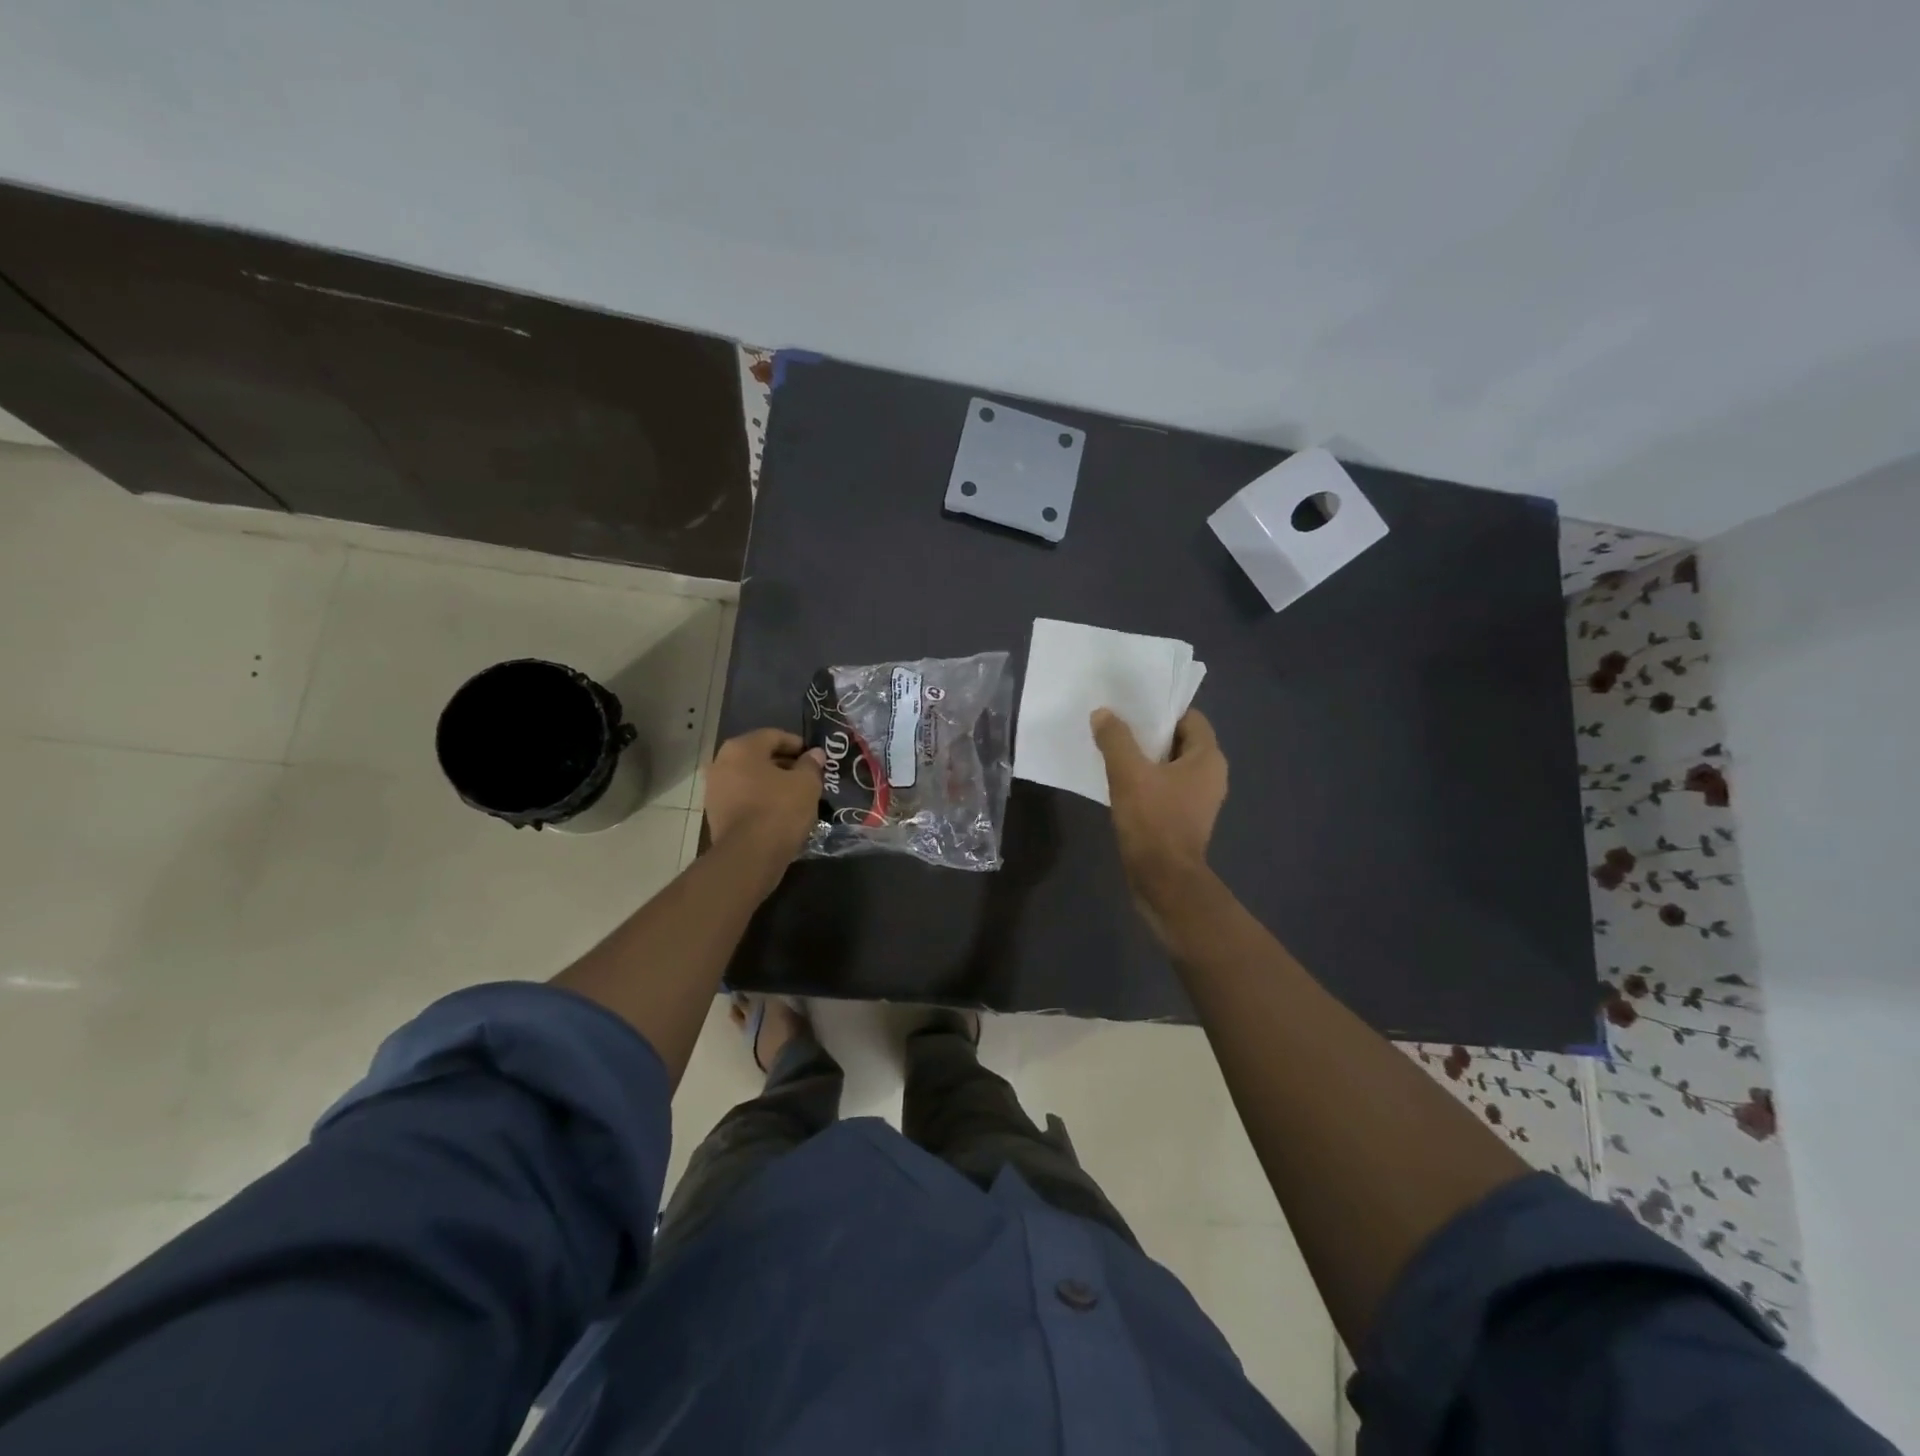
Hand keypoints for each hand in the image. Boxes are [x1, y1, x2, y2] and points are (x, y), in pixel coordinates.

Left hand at [704, 729, 825, 870]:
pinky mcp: (715, 814)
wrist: (748, 856)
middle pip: (759, 756)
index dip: (797, 744)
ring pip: (750, 778)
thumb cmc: (779, 809)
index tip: (815, 758)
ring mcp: (714, 789)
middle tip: (807, 776)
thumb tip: (814, 754)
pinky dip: (760, 800)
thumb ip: (811, 764)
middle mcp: (721, 762)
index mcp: (741, 747)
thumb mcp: (806, 784)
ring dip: (771, 783)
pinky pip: (743, 798)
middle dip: (784, 764)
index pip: (774, 736)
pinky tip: (779, 812)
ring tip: (795, 796)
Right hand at [1091, 708, 1228, 922]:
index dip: (1162, 710)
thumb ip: (1115, 739)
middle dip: (1149, 733)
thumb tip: (1103, 713)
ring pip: (1170, 765)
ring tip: (1112, 749)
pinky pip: (1165, 787)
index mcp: (1208, 758)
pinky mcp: (1184, 818)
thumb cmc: (1153, 821)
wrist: (1163, 881)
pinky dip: (1146, 780)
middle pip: (1179, 740)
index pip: (1190, 718)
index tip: (1132, 707)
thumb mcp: (1128, 774)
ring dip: (1145, 757)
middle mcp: (1210, 775)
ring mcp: (1198, 799)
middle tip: (1116, 724)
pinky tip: (1119, 781)